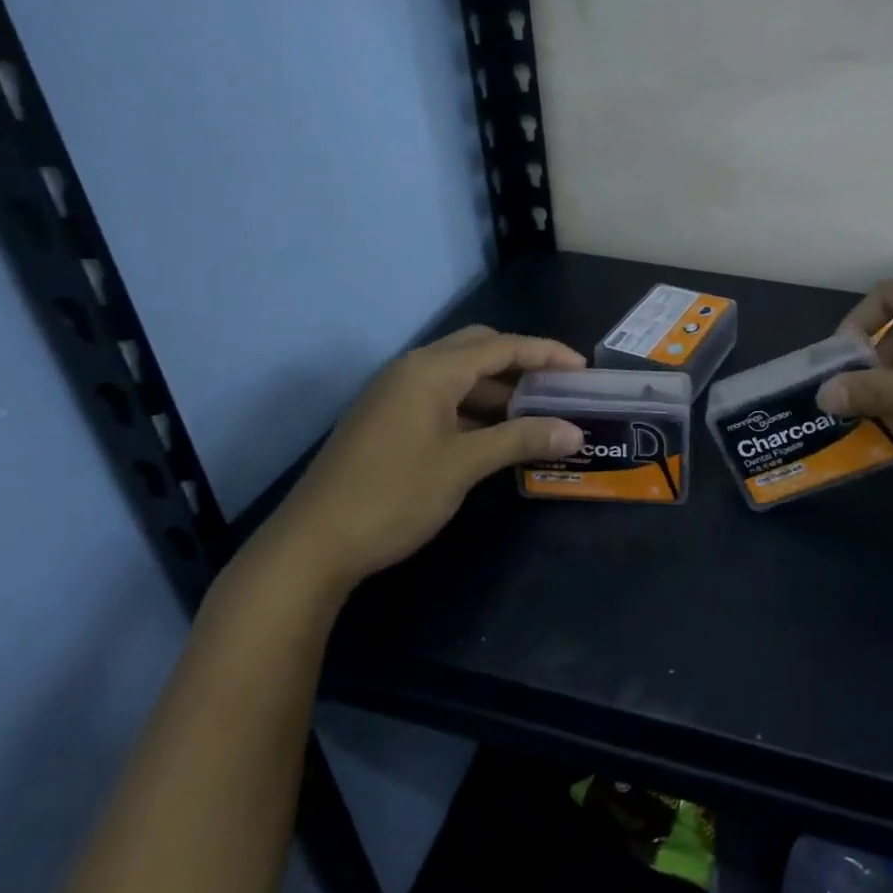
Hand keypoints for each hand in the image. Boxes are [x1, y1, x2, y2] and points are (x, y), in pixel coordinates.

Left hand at [268, 325, 586, 596]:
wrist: (310, 546)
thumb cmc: (392, 496)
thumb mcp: (463, 466)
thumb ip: (521, 440)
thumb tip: (574, 432)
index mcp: (430, 370)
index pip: (501, 346)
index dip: (546, 353)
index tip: (582, 368)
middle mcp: (411, 370)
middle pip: (478, 349)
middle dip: (521, 362)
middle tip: (557, 386)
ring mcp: (394, 395)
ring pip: (458, 375)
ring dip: (497, 388)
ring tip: (535, 413)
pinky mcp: (386, 420)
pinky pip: (441, 398)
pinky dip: (473, 408)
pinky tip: (494, 435)